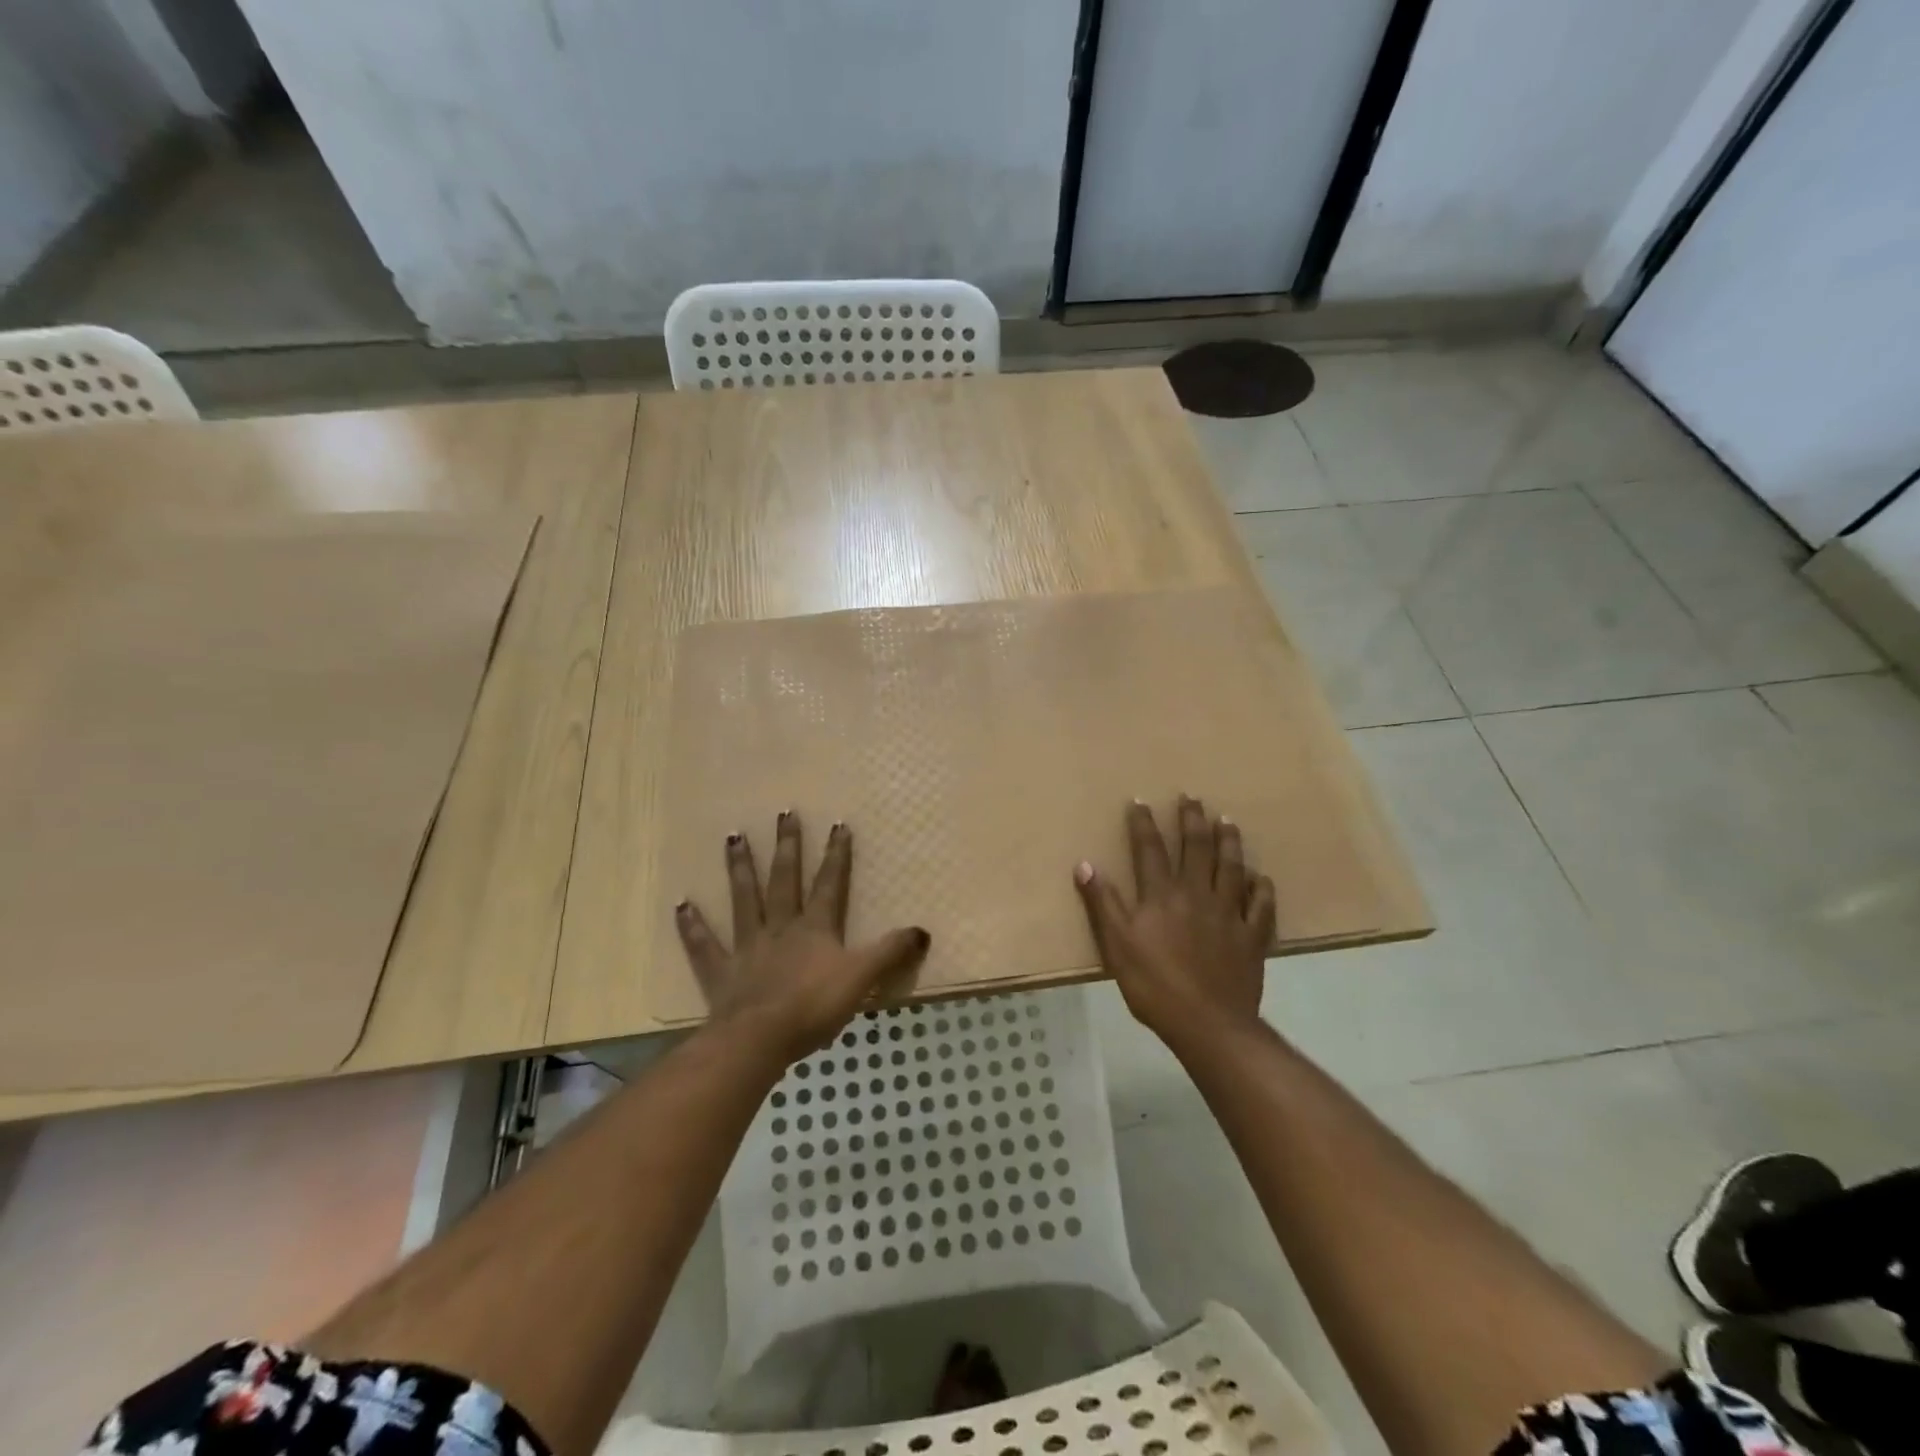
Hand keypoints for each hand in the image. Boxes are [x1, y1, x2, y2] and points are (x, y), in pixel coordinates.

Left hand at [676, 811, 930, 1063]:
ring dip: (740, 868)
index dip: (837, 855)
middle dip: (788, 846)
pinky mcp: (721, 972)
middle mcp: (780, 927)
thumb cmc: (814, 1006)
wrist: (759, 1039)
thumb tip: (923, 930)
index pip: (829, 883)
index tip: (838, 824)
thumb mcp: (862, 978)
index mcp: (815, 928)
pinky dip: (693, 925)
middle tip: (784, 813)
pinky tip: (681, 905)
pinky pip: (704, 945)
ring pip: (744, 898)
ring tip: (733, 837)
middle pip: (784, 879)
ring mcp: (748, 946)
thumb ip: (891, 953)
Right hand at [1073, 796, 1274, 1051]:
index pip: (1150, 850)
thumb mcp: (1116, 945)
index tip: (1140, 801)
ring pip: (1231, 868)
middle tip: (1193, 798)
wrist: (1207, 1024)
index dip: (1144, 824)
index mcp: (1161, 896)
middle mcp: (1197, 895)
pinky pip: (1261, 907)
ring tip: (1227, 822)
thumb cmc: (1154, 985)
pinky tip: (1261, 878)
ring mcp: (1229, 915)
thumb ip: (1102, 903)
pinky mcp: (1252, 937)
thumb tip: (1085, 865)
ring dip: (1229, 842)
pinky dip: (1261, 890)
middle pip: (1196, 849)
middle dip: (1192, 820)